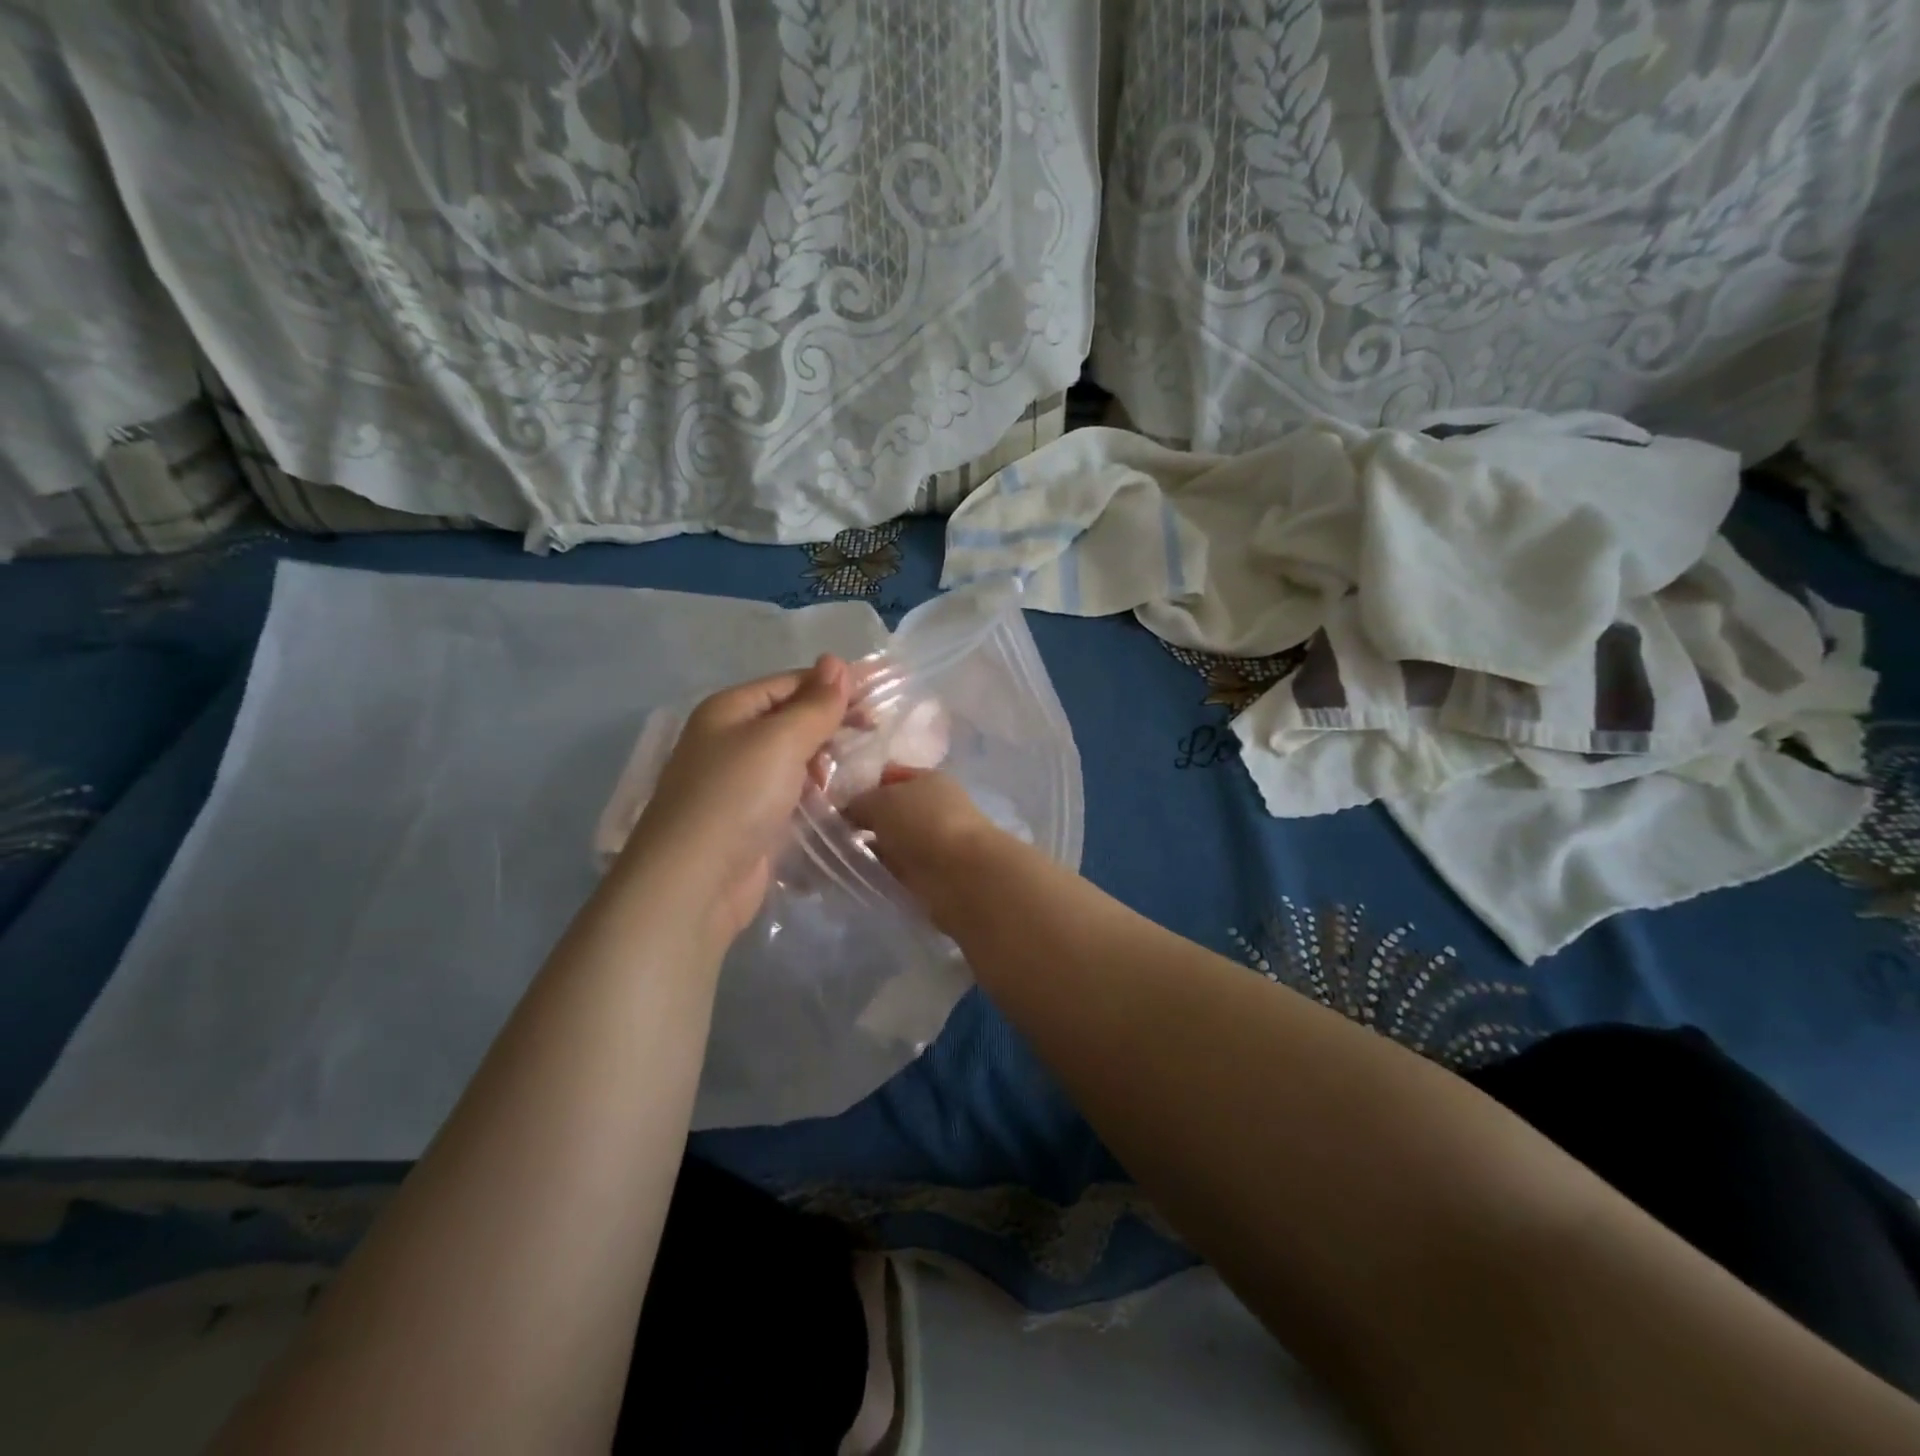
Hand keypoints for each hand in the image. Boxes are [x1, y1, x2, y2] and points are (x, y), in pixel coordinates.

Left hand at [620, 656, 852, 941]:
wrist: (696, 881)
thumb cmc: (737, 796)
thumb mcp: (781, 739)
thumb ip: (815, 704)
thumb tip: (837, 662)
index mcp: (730, 709)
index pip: (791, 682)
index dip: (835, 684)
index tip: (882, 692)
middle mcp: (730, 739)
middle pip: (792, 718)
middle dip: (832, 721)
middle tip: (876, 731)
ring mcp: (739, 782)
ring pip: (794, 757)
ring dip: (824, 758)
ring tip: (855, 767)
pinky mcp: (751, 818)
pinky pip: (791, 791)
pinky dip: (814, 790)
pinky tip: (836, 796)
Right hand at [844, 769, 1002, 929]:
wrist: (962, 875)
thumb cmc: (923, 823)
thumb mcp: (881, 801)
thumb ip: (859, 803)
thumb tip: (848, 812)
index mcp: (929, 779)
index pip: (891, 776)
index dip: (864, 785)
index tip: (835, 801)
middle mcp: (935, 807)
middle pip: (893, 810)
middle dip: (865, 820)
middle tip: (831, 832)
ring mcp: (935, 842)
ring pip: (894, 841)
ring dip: (872, 848)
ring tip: (839, 856)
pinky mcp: (932, 874)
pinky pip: (898, 868)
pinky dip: (882, 870)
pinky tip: (859, 874)